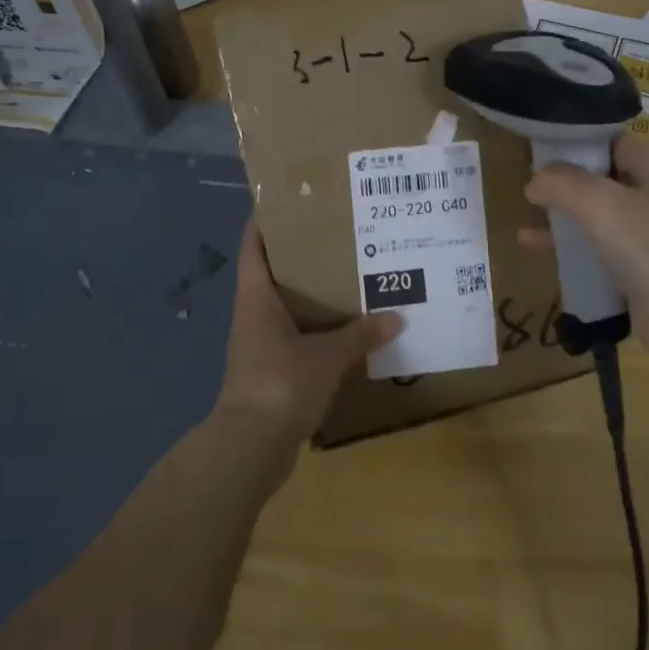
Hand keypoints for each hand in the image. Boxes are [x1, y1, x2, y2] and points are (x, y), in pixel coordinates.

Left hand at [214, 219, 401, 454]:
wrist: (250, 447)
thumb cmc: (280, 384)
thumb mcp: (327, 356)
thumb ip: (361, 335)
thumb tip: (397, 317)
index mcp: (256, 298)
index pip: (253, 246)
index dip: (265, 221)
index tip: (290, 201)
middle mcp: (254, 315)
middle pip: (273, 274)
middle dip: (303, 257)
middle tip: (340, 238)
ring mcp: (260, 345)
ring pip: (287, 308)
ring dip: (313, 297)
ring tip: (350, 279)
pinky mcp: (272, 372)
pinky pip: (297, 339)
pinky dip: (318, 332)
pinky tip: (347, 331)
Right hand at [522, 134, 648, 381]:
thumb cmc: (647, 245)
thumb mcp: (597, 201)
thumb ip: (559, 183)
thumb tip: (533, 182)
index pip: (609, 139)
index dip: (576, 139)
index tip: (540, 146)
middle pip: (599, 175)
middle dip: (564, 176)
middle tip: (527, 178)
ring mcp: (643, 233)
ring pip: (594, 212)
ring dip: (563, 211)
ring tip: (526, 209)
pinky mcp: (634, 267)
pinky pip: (593, 247)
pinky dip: (566, 244)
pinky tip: (532, 245)